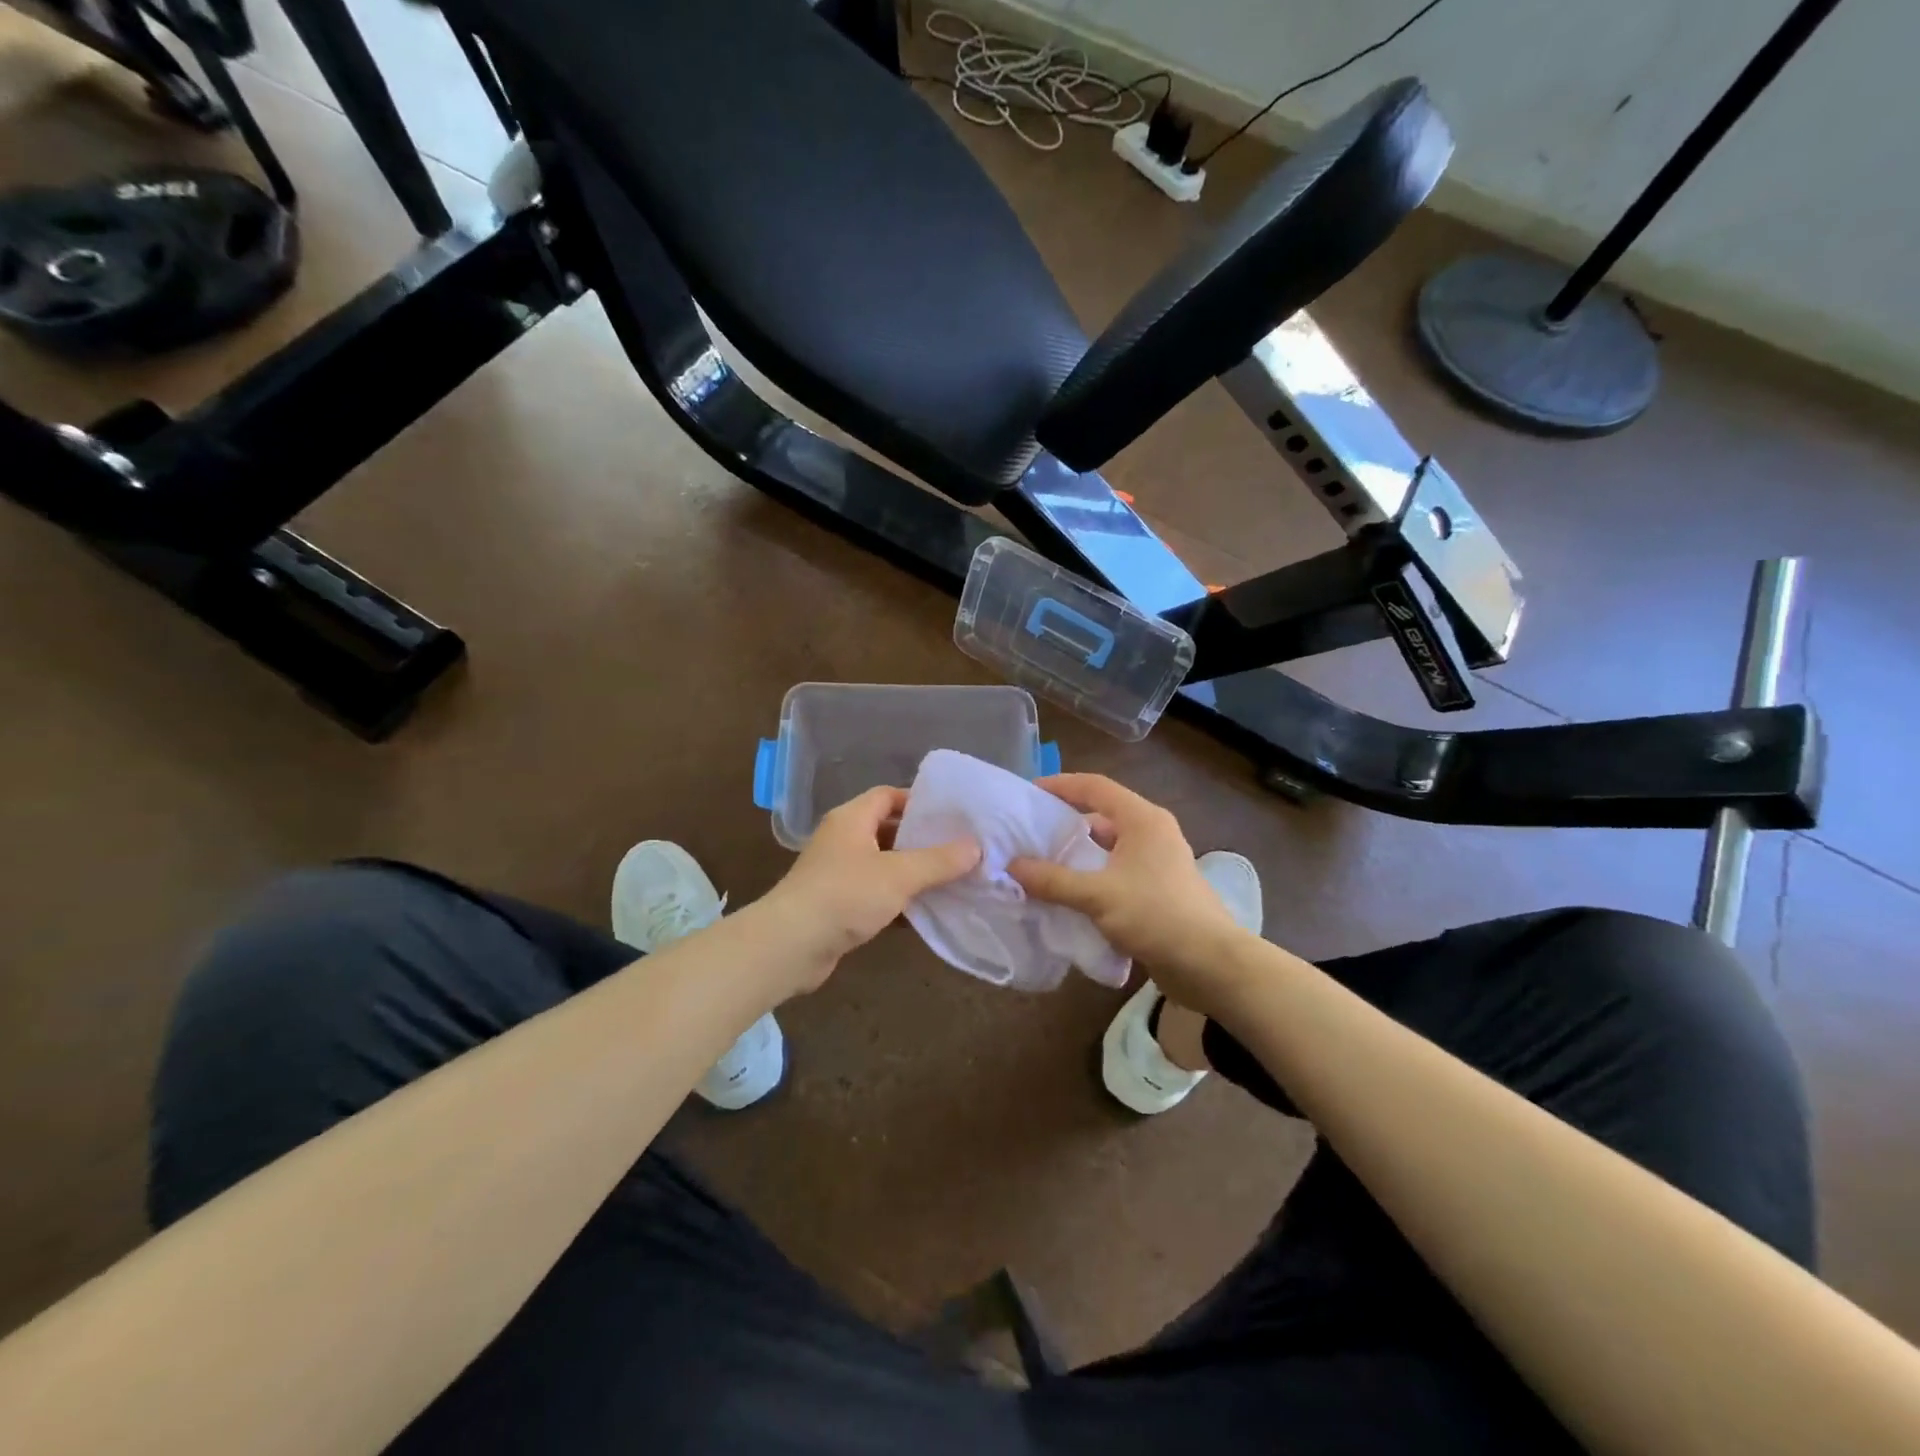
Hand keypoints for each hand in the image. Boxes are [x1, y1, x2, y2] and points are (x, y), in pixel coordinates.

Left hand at [758, 786, 979, 993]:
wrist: (790, 946)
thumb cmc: (845, 896)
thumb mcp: (899, 874)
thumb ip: (939, 860)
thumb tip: (976, 847)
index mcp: (852, 819)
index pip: (888, 796)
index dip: (918, 802)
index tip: (951, 816)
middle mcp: (843, 840)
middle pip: (888, 830)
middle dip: (922, 840)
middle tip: (959, 849)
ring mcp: (838, 873)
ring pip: (884, 865)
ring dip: (913, 873)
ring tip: (952, 879)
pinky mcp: (838, 905)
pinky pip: (875, 894)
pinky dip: (899, 899)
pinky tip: (927, 911)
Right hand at [1009, 774, 1250, 1014]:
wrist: (1210, 964)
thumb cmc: (1156, 916)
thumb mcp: (1097, 896)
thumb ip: (1053, 880)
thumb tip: (1011, 867)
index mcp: (1142, 819)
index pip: (1095, 786)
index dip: (1061, 785)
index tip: (1028, 794)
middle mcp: (1152, 832)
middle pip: (1102, 814)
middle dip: (1065, 822)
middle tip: (1029, 832)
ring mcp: (1158, 861)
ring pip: (1109, 846)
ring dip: (1078, 853)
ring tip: (1042, 863)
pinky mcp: (1158, 888)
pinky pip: (1117, 870)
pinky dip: (1093, 875)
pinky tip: (1069, 893)